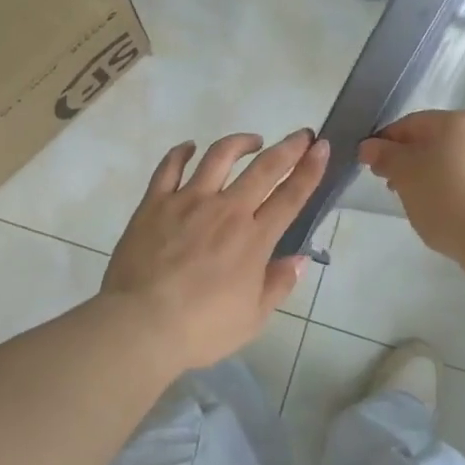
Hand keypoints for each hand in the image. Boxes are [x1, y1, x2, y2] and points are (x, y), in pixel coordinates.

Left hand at [101, 130, 328, 373]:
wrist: (141, 324)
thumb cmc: (202, 328)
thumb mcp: (253, 318)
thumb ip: (278, 285)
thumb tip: (299, 259)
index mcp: (254, 239)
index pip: (291, 196)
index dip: (310, 169)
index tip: (322, 147)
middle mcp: (227, 210)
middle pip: (264, 168)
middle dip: (289, 147)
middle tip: (302, 135)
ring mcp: (188, 201)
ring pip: (219, 156)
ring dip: (240, 142)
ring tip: (252, 140)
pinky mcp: (155, 203)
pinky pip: (169, 167)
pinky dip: (181, 152)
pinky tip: (189, 147)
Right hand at [359, 109, 464, 265]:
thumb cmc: (447, 200)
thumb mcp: (405, 176)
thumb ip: (385, 156)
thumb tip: (370, 146)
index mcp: (460, 120)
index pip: (412, 124)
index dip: (387, 143)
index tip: (373, 167)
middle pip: (440, 140)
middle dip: (415, 160)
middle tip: (397, 188)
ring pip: (462, 160)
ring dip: (440, 174)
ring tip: (426, 203)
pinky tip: (456, 211)